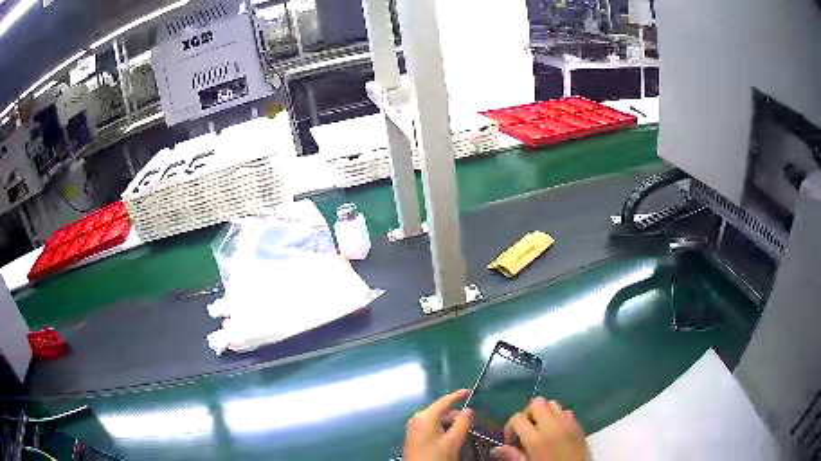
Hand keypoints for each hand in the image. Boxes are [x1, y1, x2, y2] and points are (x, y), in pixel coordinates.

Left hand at [403, 389, 473, 460]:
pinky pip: (431, 428)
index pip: (444, 401)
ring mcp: (414, 429)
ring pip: (436, 421)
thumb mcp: (453, 441)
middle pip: (440, 411)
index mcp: (425, 416)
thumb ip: (462, 423)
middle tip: (471, 420)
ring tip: (464, 430)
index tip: (469, 391)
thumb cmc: (435, 456)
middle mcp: (417, 419)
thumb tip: (468, 410)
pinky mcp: (414, 438)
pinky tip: (451, 437)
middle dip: (456, 414)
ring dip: (450, 423)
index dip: (457, 395)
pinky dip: (442, 429)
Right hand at [491, 397, 587, 460]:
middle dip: (527, 414)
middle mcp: (554, 427)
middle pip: (537, 403)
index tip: (510, 442)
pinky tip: (556, 434)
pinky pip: (567, 413)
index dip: (509, 428)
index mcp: (537, 439)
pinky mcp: (580, 427)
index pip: (517, 418)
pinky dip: (558, 418)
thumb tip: (497, 448)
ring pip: (553, 404)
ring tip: (540, 430)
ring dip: (544, 413)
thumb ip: (512, 457)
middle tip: (524, 431)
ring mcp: (570, 425)